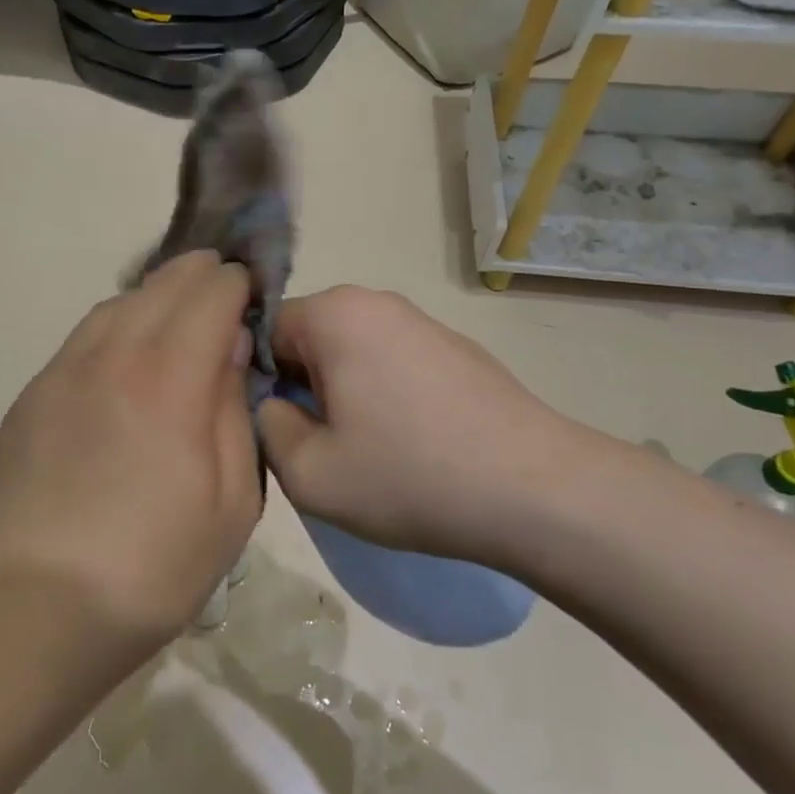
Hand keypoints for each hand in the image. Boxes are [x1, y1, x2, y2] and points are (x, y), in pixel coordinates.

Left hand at [0, 252, 262, 645]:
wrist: (38, 606)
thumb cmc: (154, 565)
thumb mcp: (232, 500)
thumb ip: (234, 409)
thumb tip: (229, 348)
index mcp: (170, 378)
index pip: (211, 294)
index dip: (238, 285)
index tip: (252, 298)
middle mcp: (114, 354)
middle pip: (162, 284)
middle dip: (200, 277)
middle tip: (222, 295)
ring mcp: (64, 370)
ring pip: (118, 303)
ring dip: (155, 298)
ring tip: (176, 320)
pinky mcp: (34, 394)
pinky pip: (84, 337)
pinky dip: (116, 327)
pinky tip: (125, 360)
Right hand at [256, 286, 592, 564]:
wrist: (535, 491)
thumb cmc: (408, 476)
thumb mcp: (308, 472)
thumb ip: (266, 426)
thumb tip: (274, 405)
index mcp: (336, 313)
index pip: (264, 330)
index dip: (259, 380)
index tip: (279, 428)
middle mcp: (377, 302)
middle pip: (310, 339)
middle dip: (304, 387)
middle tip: (319, 447)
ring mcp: (424, 322)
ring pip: (353, 353)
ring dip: (345, 395)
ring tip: (367, 452)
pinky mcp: (457, 350)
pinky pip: (395, 364)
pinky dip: (386, 397)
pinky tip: (411, 446)